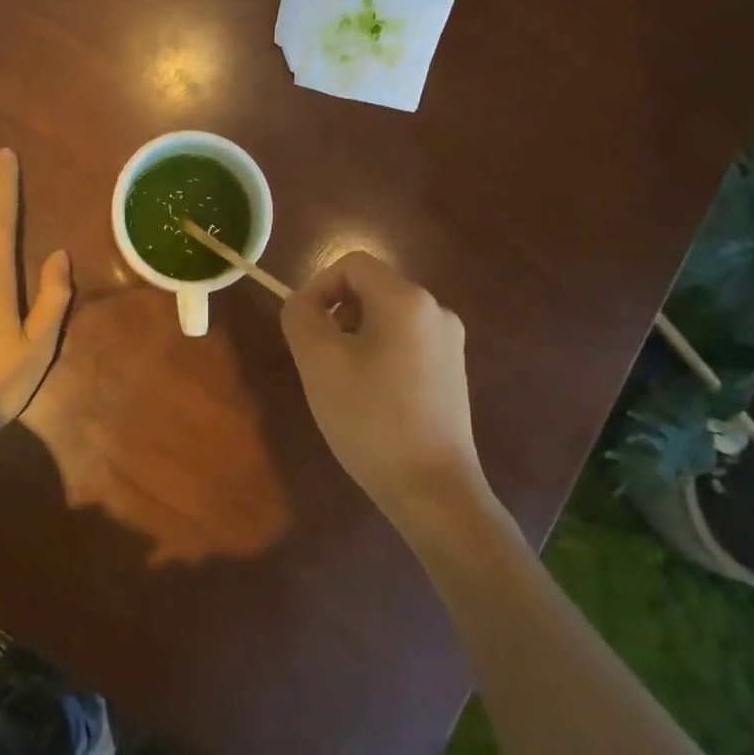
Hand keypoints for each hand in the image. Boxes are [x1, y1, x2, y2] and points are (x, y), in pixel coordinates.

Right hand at [280, 251, 490, 531]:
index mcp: (407, 299)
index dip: (318, 286)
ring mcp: (450, 342)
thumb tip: (303, 303)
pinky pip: (405, 343)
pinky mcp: (452, 372)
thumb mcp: (318, 362)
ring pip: (386, 318)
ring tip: (342, 382)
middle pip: (370, 289)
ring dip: (355, 337)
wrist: (433, 489)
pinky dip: (378, 355)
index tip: (302, 327)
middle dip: (336, 315)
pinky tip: (370, 399)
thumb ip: (300, 316)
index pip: (352, 264)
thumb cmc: (370, 420)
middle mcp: (436, 310)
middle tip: (317, 360)